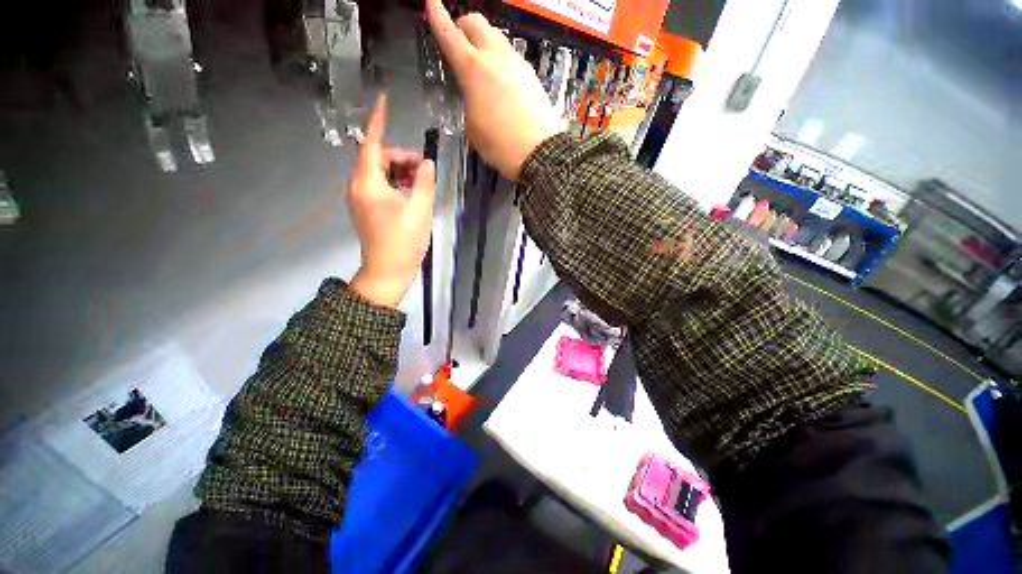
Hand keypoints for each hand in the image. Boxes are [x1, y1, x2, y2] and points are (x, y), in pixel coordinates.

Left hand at [347, 94, 435, 308]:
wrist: (388, 271)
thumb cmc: (403, 241)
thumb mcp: (419, 209)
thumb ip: (424, 182)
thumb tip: (426, 163)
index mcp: (367, 183)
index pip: (370, 143)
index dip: (378, 121)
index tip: (383, 100)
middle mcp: (359, 187)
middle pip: (379, 159)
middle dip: (403, 158)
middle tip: (426, 170)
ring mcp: (362, 199)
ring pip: (382, 174)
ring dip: (402, 173)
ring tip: (423, 185)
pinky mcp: (369, 210)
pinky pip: (382, 188)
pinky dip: (398, 186)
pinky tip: (414, 195)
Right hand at [426, 0, 560, 179]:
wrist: (539, 152)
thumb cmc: (501, 145)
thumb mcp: (473, 128)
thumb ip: (469, 102)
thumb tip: (475, 95)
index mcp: (473, 69)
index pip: (450, 34)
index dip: (438, 16)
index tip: (431, 3)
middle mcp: (496, 57)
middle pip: (477, 22)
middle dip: (463, 26)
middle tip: (459, 41)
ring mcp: (517, 63)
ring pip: (497, 37)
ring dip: (484, 43)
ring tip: (482, 65)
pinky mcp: (532, 75)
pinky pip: (512, 57)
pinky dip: (501, 60)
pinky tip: (502, 81)